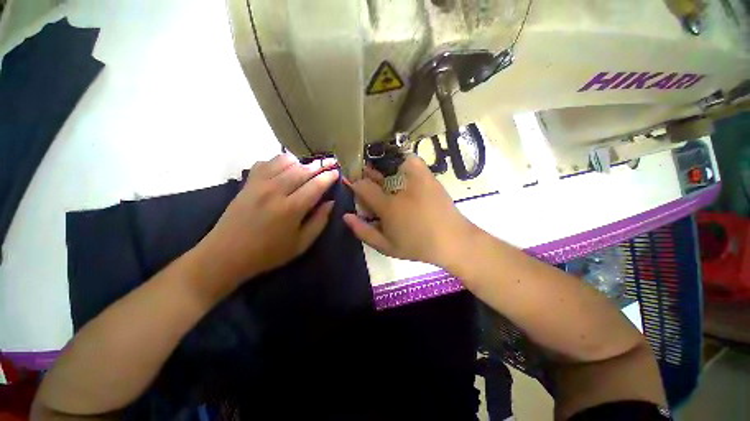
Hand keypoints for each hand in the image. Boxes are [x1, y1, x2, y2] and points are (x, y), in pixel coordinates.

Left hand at [198, 154, 338, 287]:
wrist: (225, 255)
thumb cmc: (268, 253)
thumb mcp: (301, 244)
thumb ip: (319, 221)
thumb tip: (330, 202)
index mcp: (291, 209)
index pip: (316, 185)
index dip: (329, 177)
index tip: (337, 172)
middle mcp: (276, 191)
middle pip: (302, 170)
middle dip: (319, 165)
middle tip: (329, 162)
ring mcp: (259, 184)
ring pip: (285, 161)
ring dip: (300, 162)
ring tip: (308, 168)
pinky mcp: (247, 183)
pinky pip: (266, 162)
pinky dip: (279, 161)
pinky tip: (285, 169)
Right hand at [343, 154, 475, 267]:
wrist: (453, 239)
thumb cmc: (418, 245)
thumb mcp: (387, 246)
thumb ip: (363, 231)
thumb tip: (345, 216)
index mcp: (388, 206)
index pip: (362, 186)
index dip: (354, 184)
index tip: (353, 187)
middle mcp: (400, 188)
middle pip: (375, 173)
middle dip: (367, 175)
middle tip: (368, 181)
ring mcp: (415, 178)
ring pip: (390, 163)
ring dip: (381, 168)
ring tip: (382, 177)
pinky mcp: (428, 175)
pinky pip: (410, 160)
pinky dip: (401, 161)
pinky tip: (400, 172)